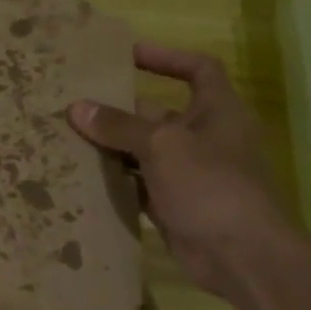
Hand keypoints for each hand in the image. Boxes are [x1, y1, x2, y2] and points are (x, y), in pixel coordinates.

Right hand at [68, 43, 290, 298]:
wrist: (240, 255)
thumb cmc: (209, 184)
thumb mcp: (161, 146)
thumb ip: (119, 126)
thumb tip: (77, 107)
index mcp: (218, 111)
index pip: (198, 70)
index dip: (166, 57)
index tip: (128, 54)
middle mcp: (206, 138)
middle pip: (160, 114)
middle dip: (122, 110)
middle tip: (78, 103)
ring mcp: (191, 175)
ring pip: (146, 153)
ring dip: (114, 148)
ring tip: (70, 138)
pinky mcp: (176, 206)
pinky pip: (141, 186)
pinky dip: (117, 182)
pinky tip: (83, 178)